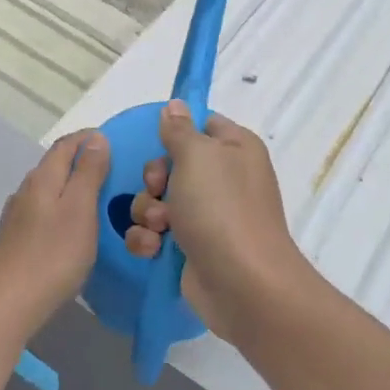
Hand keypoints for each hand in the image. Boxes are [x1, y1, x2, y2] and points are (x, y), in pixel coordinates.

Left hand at [0, 130, 109, 326]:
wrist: (8, 304)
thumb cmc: (53, 254)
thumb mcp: (80, 209)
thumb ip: (88, 172)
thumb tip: (96, 138)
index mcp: (43, 177)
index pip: (66, 144)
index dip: (90, 138)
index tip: (116, 142)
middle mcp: (27, 190)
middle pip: (56, 164)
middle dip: (83, 160)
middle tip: (115, 171)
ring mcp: (18, 215)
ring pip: (49, 188)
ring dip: (73, 185)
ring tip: (99, 198)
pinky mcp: (16, 238)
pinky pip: (44, 211)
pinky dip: (63, 207)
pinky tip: (73, 225)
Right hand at [124, 101, 310, 339]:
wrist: (241, 283)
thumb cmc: (221, 208)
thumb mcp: (198, 156)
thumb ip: (180, 129)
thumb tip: (176, 105)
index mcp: (235, 148)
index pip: (202, 124)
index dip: (177, 132)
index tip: (160, 142)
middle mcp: (223, 178)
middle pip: (171, 163)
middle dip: (154, 178)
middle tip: (158, 189)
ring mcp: (207, 216)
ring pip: (158, 199)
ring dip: (148, 211)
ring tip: (160, 227)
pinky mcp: (190, 247)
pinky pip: (156, 233)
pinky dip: (149, 239)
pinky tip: (153, 249)